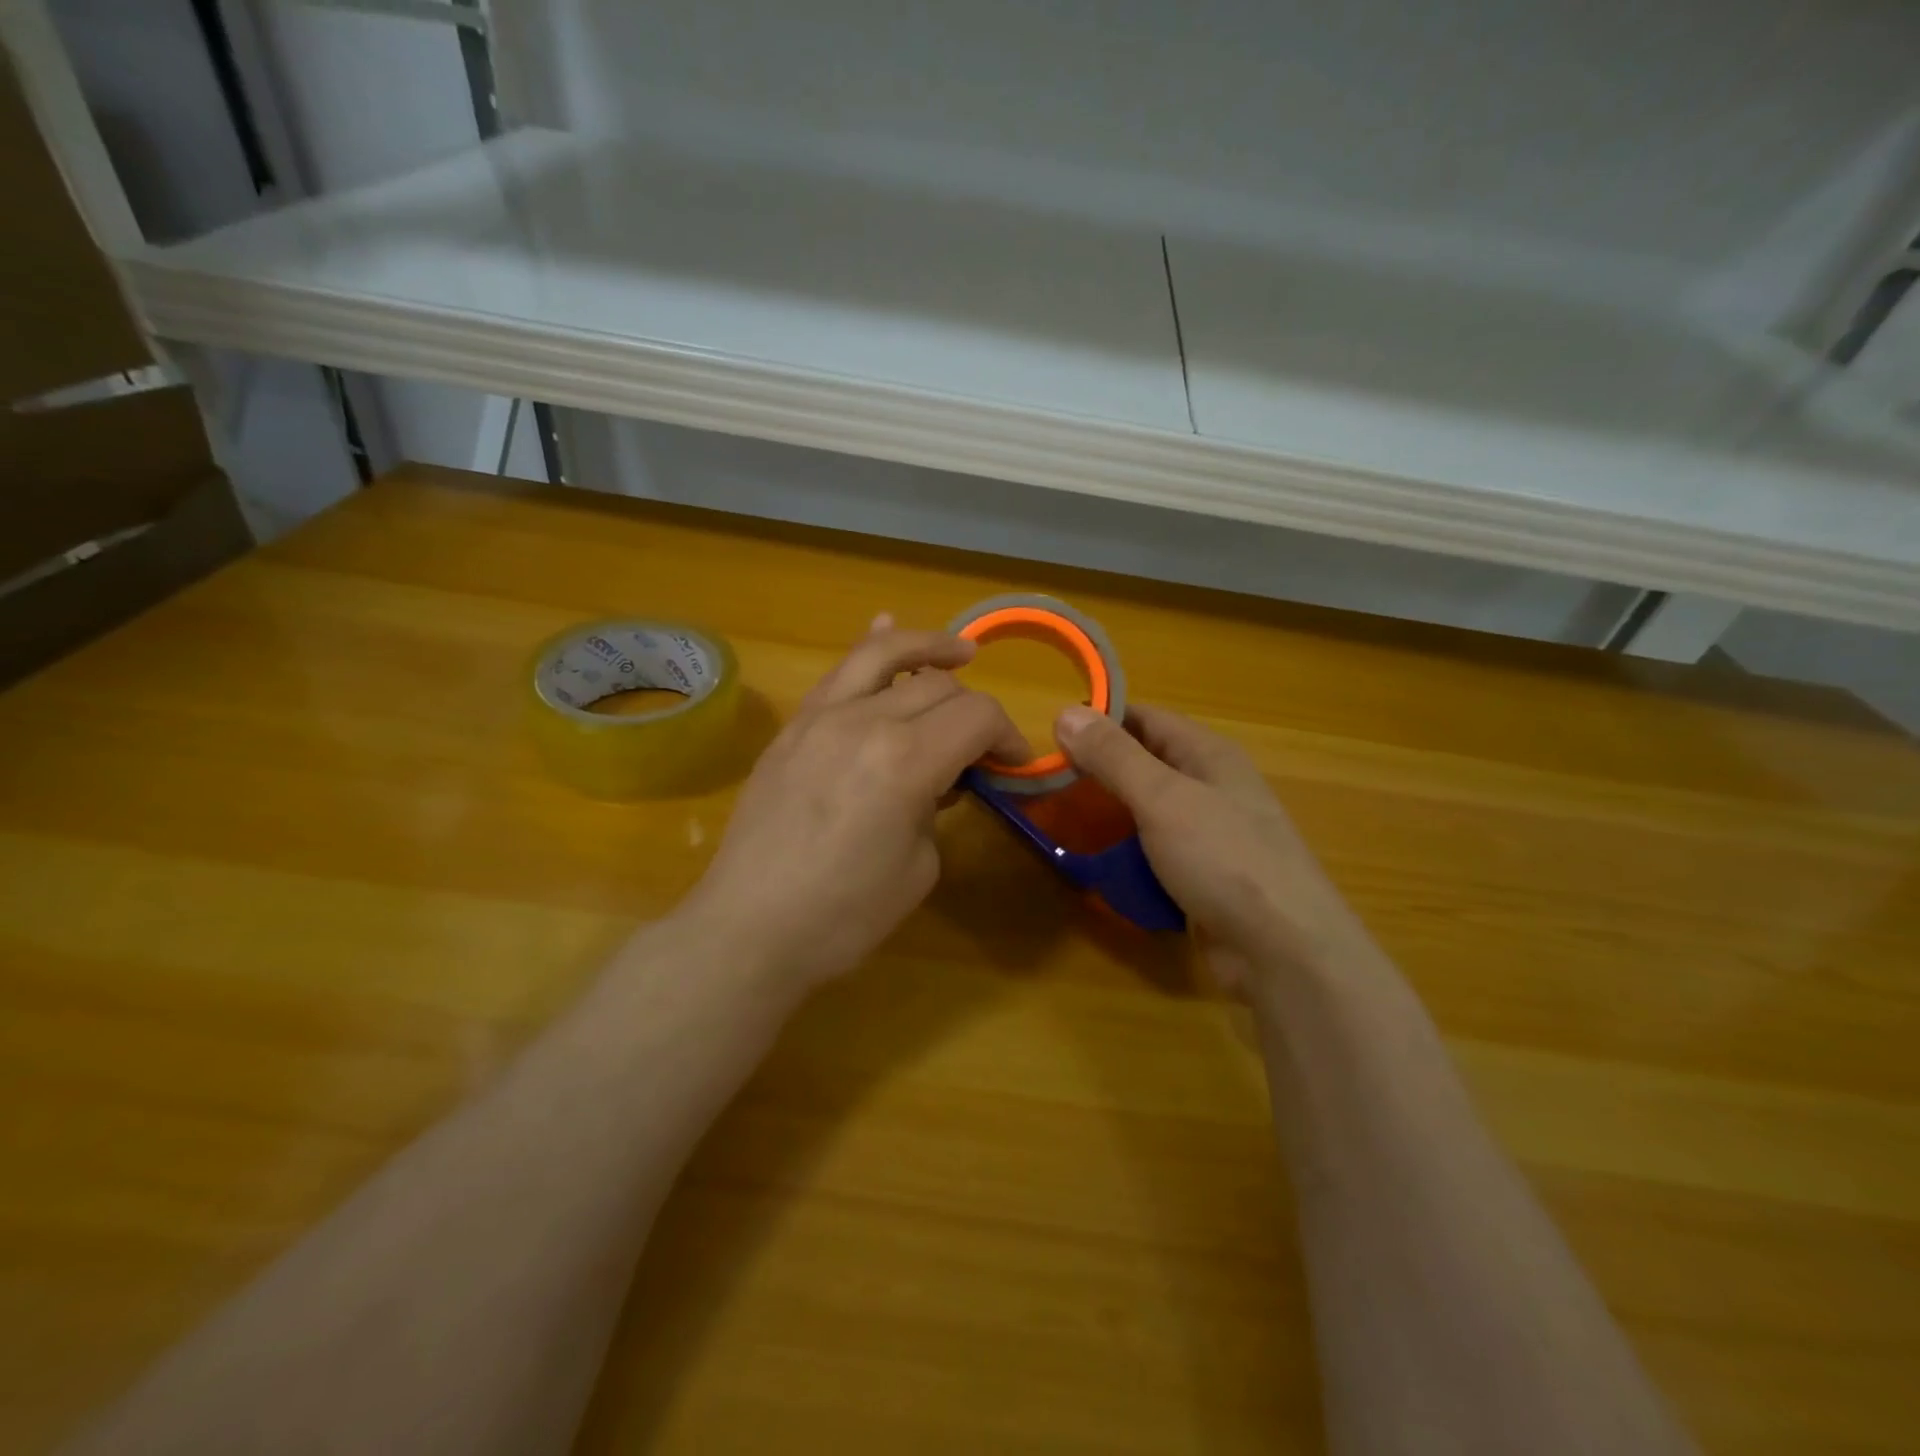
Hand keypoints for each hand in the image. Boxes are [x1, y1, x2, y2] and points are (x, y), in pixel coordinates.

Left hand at [684, 617, 1027, 992]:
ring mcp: (820, 717)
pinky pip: (837, 673)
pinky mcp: (792, 728)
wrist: (749, 929)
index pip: (976, 716)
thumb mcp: (919, 868)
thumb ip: (936, 808)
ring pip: (883, 655)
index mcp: (905, 761)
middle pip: (938, 686)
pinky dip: (871, 650)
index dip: (1007, 735)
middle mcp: (864, 721)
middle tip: (982, 746)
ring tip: (960, 652)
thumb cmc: (844, 915)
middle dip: (973, 709)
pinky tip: (884, 628)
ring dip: (928, 647)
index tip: (1014, 763)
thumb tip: (936, 781)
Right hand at [1054, 702, 1377, 997]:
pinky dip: (1126, 857)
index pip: (1146, 718)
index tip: (1050, 735)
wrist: (1285, 952)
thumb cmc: (1224, 859)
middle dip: (1098, 772)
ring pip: (1146, 813)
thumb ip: (1114, 756)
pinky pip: (1154, 855)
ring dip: (1109, 817)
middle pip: (1145, 766)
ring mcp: (1209, 836)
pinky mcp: (1203, 877)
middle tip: (1046, 784)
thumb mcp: (1163, 799)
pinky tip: (1095, 867)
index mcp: (1208, 755)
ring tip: (1060, 825)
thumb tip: (1065, 712)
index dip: (1100, 720)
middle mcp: (1211, 787)